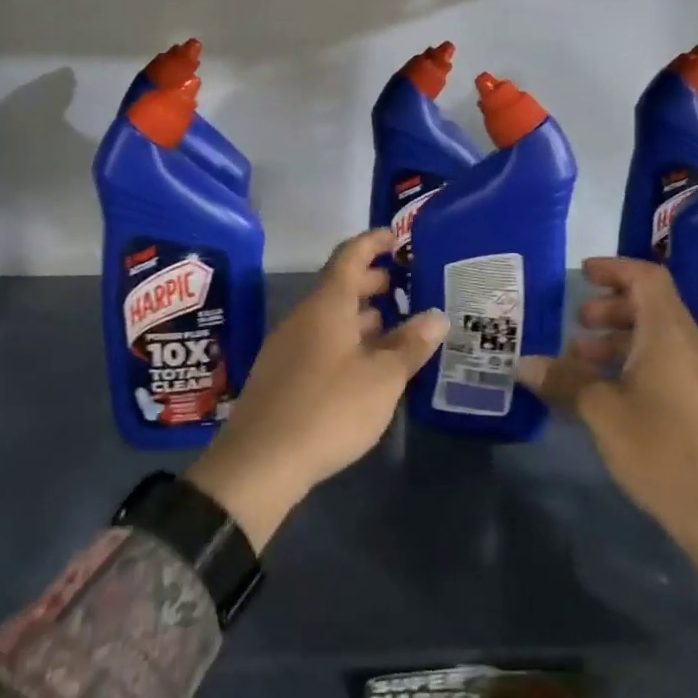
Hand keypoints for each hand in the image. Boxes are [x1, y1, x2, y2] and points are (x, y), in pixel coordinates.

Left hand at [185, 228, 448, 551]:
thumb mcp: (382, 378)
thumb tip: (437, 316)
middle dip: (372, 282)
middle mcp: (304, 317)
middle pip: (339, 286)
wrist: (261, 461)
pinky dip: (348, 341)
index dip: (373, 242)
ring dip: (362, 316)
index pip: (349, 256)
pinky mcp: (283, 374)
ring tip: (395, 327)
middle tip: (405, 286)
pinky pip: (321, 342)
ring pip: (331, 317)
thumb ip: (410, 345)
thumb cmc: (329, 408)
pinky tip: (367, 365)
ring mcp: (289, 345)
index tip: (396, 237)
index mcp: (327, 305)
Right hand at [517, 257, 697, 662]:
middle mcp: (690, 347)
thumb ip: (564, 380)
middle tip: (577, 322)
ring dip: (619, 339)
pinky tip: (605, 392)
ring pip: (657, 339)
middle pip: (652, 306)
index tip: (582, 274)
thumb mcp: (602, 412)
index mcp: (670, 335)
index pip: (647, 278)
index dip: (615, 269)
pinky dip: (633, 363)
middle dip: (611, 307)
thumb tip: (524, 363)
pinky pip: (665, 365)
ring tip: (580, 359)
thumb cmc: (662, 451)